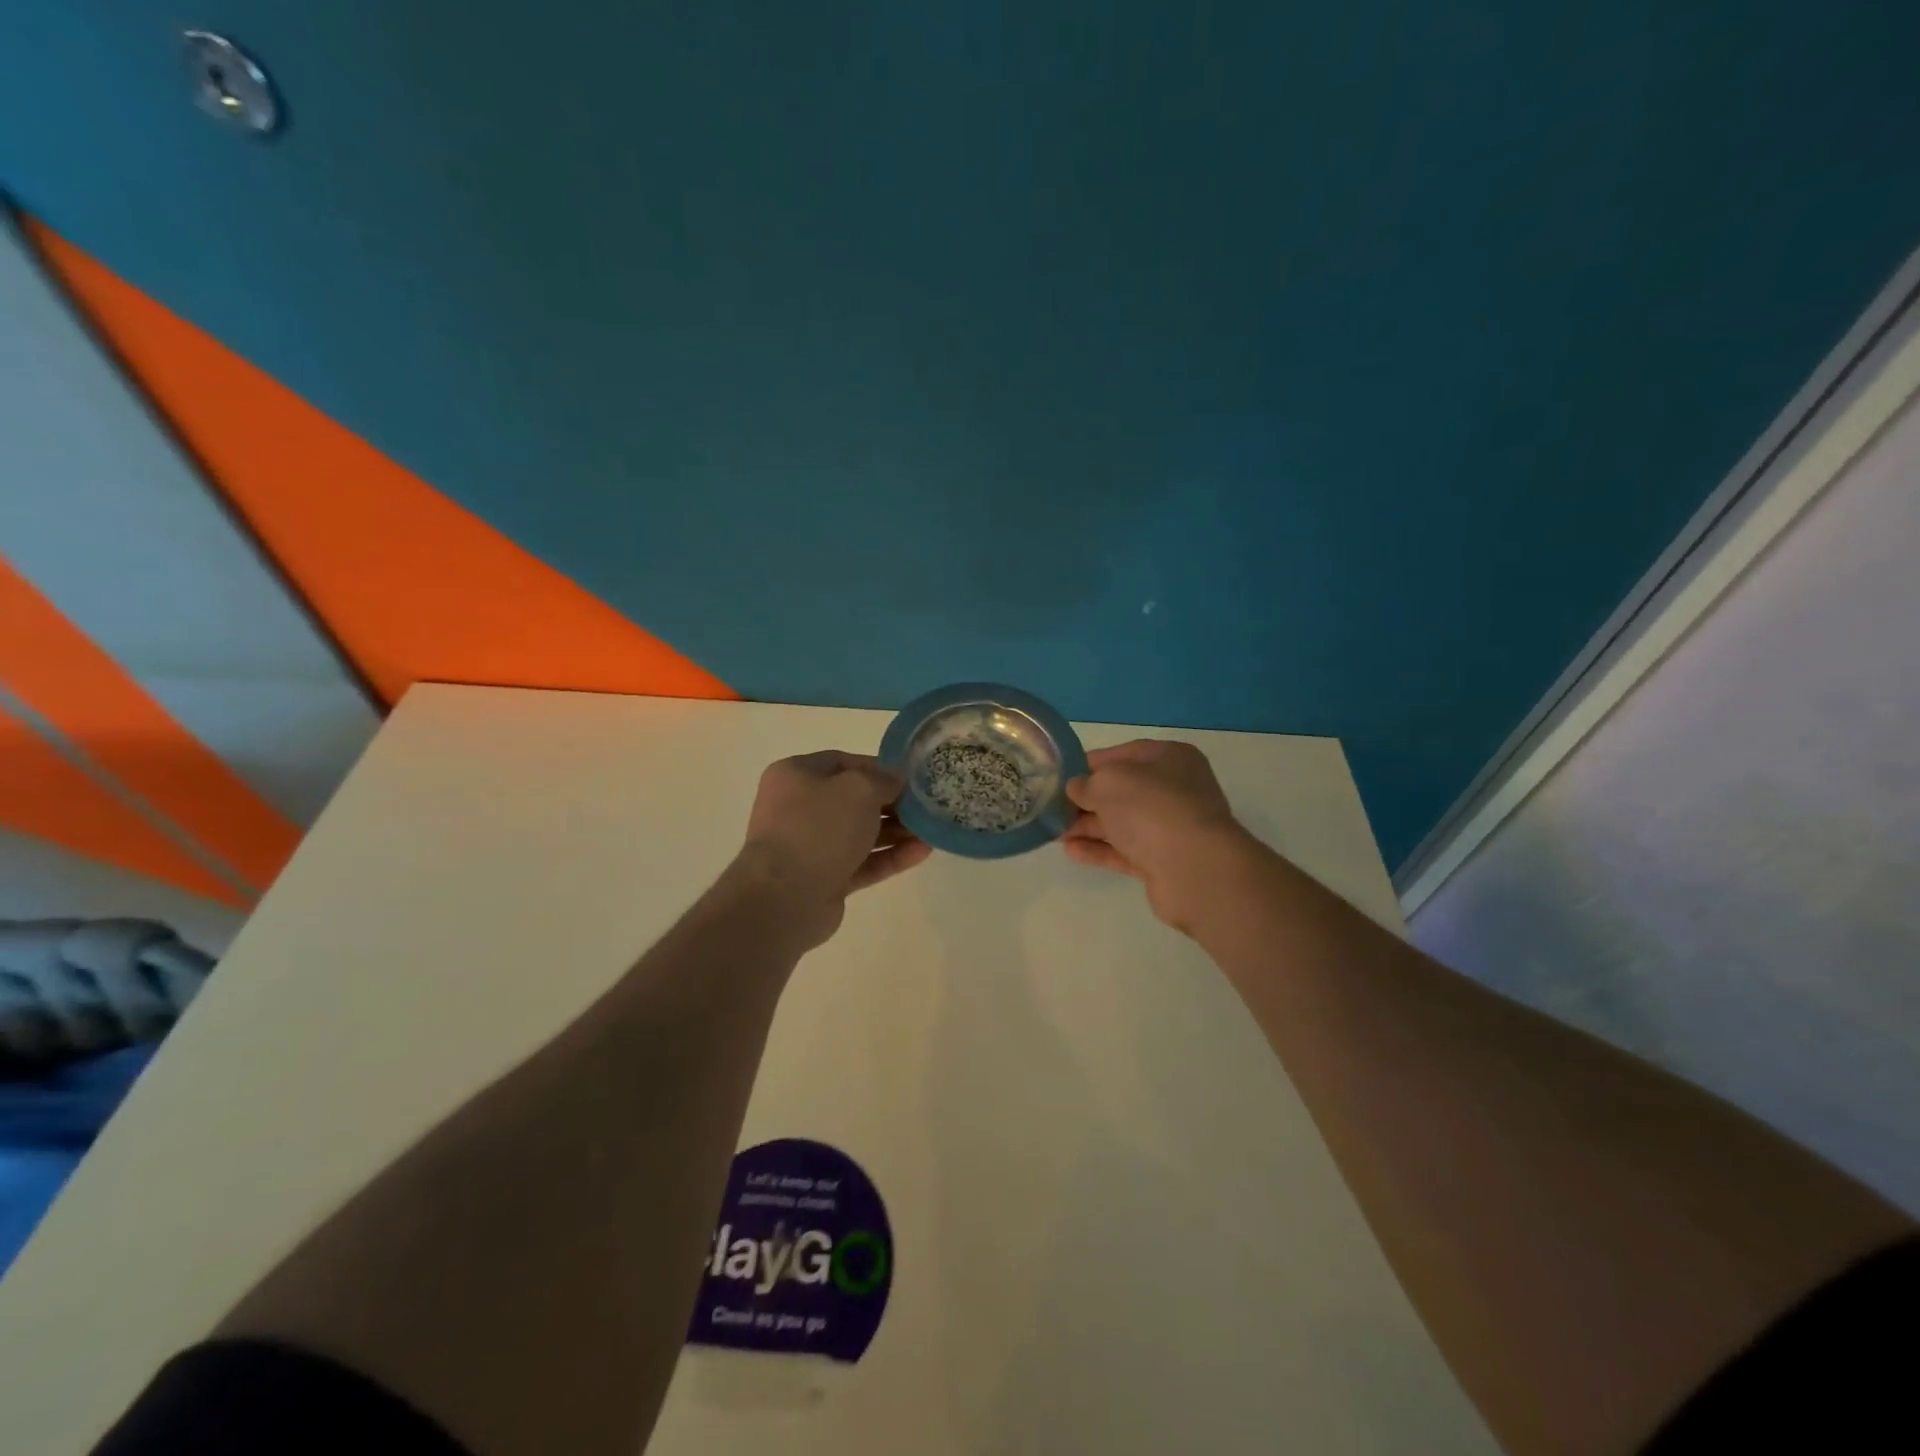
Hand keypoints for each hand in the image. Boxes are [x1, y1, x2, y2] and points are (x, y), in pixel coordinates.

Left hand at [731, 751, 931, 948]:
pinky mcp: (825, 879)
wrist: (785, 897)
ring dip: (896, 831)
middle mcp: (799, 808)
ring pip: (860, 833)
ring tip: (930, 830)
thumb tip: (896, 779)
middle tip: (925, 804)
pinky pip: (862, 862)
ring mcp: (811, 846)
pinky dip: (890, 857)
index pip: (842, 763)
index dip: (877, 768)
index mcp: (795, 776)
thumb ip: (883, 780)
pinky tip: (922, 853)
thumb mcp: (858, 790)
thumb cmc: (818, 828)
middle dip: (891, 803)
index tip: (910, 777)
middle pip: (853, 800)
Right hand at [1062, 739, 1255, 933]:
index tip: (1061, 775)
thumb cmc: (1152, 808)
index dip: (1090, 763)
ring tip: (1055, 832)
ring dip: (1089, 826)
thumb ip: (1086, 783)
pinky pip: (1125, 851)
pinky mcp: (1165, 862)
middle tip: (1053, 807)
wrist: (1195, 868)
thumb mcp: (1109, 782)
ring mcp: (1172, 828)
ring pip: (1123, 823)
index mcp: (1170, 758)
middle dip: (1087, 799)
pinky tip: (1071, 851)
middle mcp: (1175, 789)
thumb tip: (1076, 788)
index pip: (1124, 754)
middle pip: (1123, 791)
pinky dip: (1099, 850)